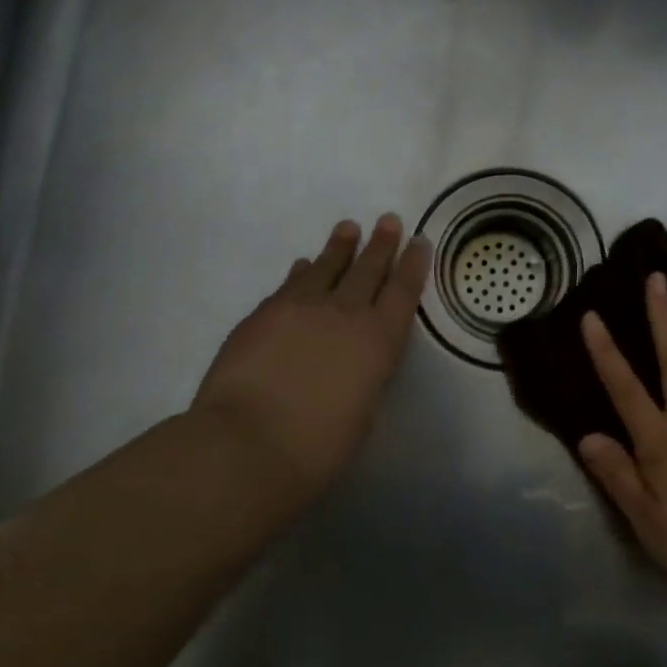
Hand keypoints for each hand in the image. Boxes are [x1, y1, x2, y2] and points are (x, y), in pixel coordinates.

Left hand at [187, 214, 430, 507]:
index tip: (419, 241)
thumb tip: (354, 357)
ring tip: (348, 228)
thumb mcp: (362, 410)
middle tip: (388, 220)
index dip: (413, 265)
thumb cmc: (318, 446)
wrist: (248, 444)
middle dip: (381, 244)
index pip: (402, 292)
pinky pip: (290, 284)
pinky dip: (302, 271)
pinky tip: (303, 264)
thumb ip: (364, 374)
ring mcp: (301, 308)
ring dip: (340, 247)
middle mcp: (344, 314)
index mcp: (378, 340)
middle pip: (368, 270)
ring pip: (326, 267)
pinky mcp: (264, 313)